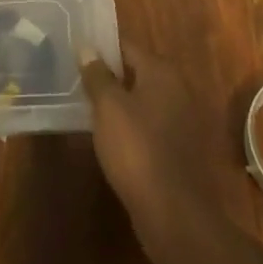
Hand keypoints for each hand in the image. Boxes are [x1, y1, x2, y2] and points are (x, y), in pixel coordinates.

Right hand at [79, 40, 220, 248]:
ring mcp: (183, 122)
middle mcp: (177, 89)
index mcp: (161, 71)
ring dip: (122, 105)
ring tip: (91, 110)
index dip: (102, 49)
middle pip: (137, 73)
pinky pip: (151, 128)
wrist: (175, 216)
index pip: (127, 47)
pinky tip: (114, 141)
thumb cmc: (138, 150)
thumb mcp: (109, 107)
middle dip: (111, 78)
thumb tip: (87, 47)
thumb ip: (97, 75)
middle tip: (80, 81)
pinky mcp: (181, 152)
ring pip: (144, 102)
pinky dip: (134, 129)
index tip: (79, 52)